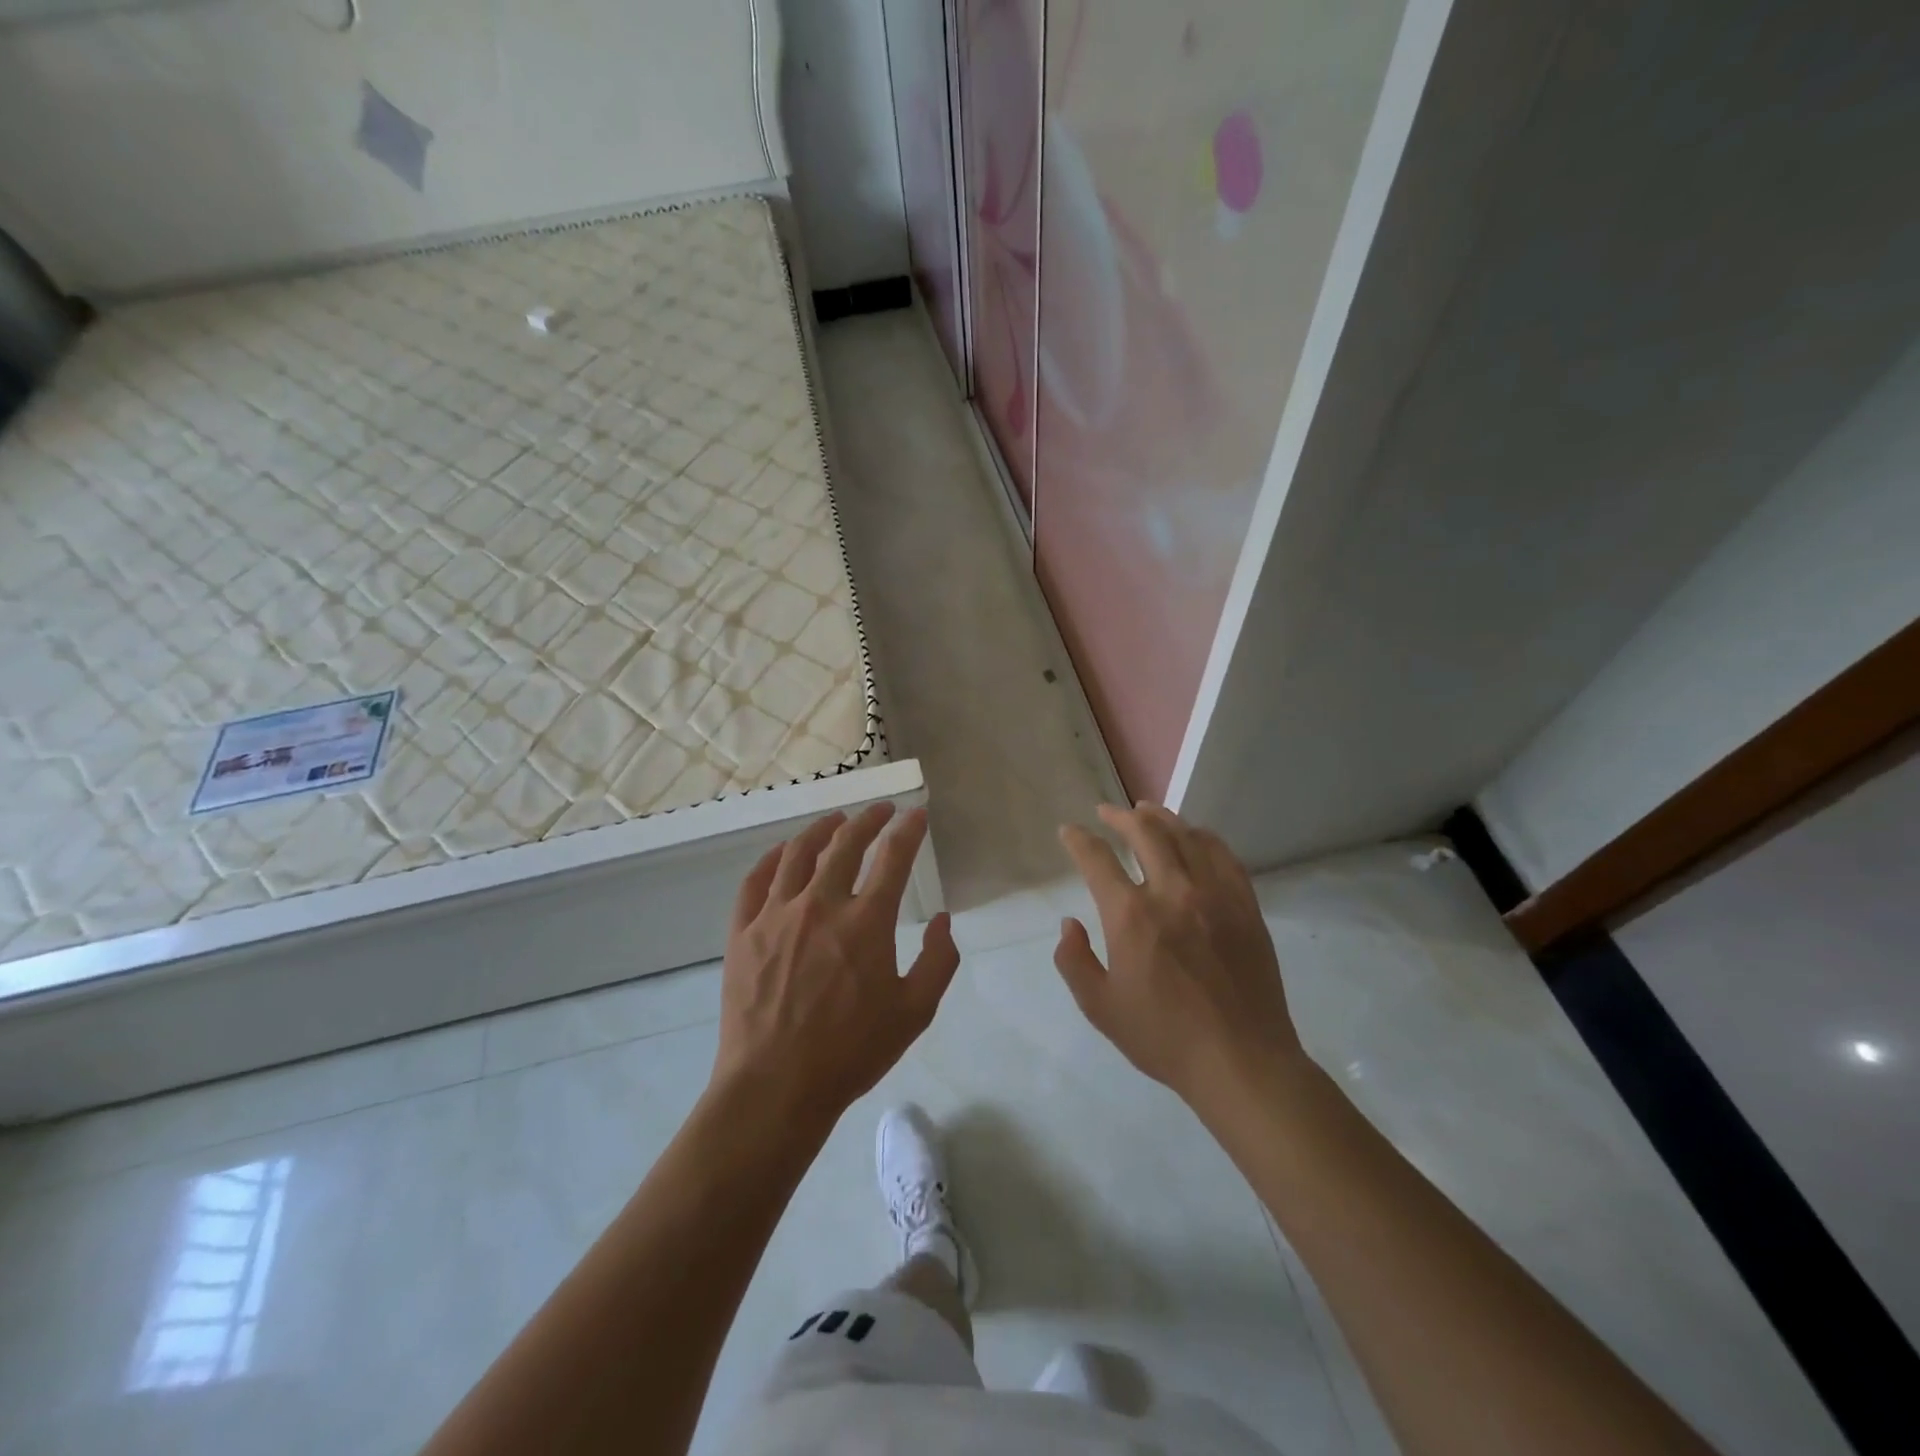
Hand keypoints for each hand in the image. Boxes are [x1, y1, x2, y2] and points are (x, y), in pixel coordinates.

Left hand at [712, 803, 958, 1126]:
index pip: (893, 856)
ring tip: (834, 821)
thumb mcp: (915, 1013)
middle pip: (845, 843)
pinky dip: (772, 859)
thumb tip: (942, 919)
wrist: (775, 1088)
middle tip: (880, 811)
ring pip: (798, 853)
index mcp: (866, 922)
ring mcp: (776, 915)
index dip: (908, 829)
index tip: (917, 814)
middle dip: (868, 819)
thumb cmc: (851, 1052)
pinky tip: (782, 854)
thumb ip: (938, 960)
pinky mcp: (743, 932)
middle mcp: (821, 905)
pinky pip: (755, 881)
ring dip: (821, 829)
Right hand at [1055, 804, 1304, 1109]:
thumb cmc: (1164, 1038)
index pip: (1096, 858)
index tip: (1069, 831)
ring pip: (1185, 835)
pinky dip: (1203, 836)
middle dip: (1119, 815)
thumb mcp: (1100, 1008)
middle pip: (1144, 832)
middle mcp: (1171, 891)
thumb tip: (1068, 924)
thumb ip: (1074, 961)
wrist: (1241, 1061)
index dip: (1078, 839)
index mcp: (1130, 915)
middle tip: (1107, 812)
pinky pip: (1224, 855)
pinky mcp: (1245, 905)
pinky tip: (1194, 835)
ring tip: (1146, 810)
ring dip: (1161, 816)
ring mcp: (1213, 894)